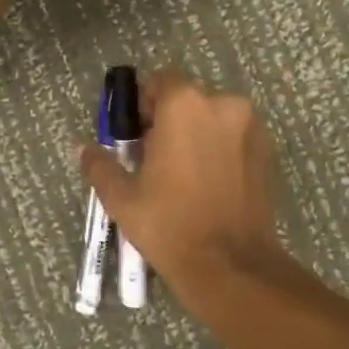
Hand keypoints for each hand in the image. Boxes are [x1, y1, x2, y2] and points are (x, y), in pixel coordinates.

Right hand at [76, 70, 288, 298]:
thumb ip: (100, 165)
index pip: (160, 81)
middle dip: (170, 120)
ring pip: (213, 118)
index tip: (136, 137)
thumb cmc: (170, 224)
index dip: (144, 106)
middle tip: (155, 159)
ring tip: (183, 175)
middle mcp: (223, 104)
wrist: (232, 267)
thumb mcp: (123, 197)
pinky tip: (208, 185)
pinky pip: (234, 138)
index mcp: (185, 104)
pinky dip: (220, 150)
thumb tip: (81, 147)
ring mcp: (251, 127)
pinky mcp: (267, 152)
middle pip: (188, 99)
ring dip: (197, 134)